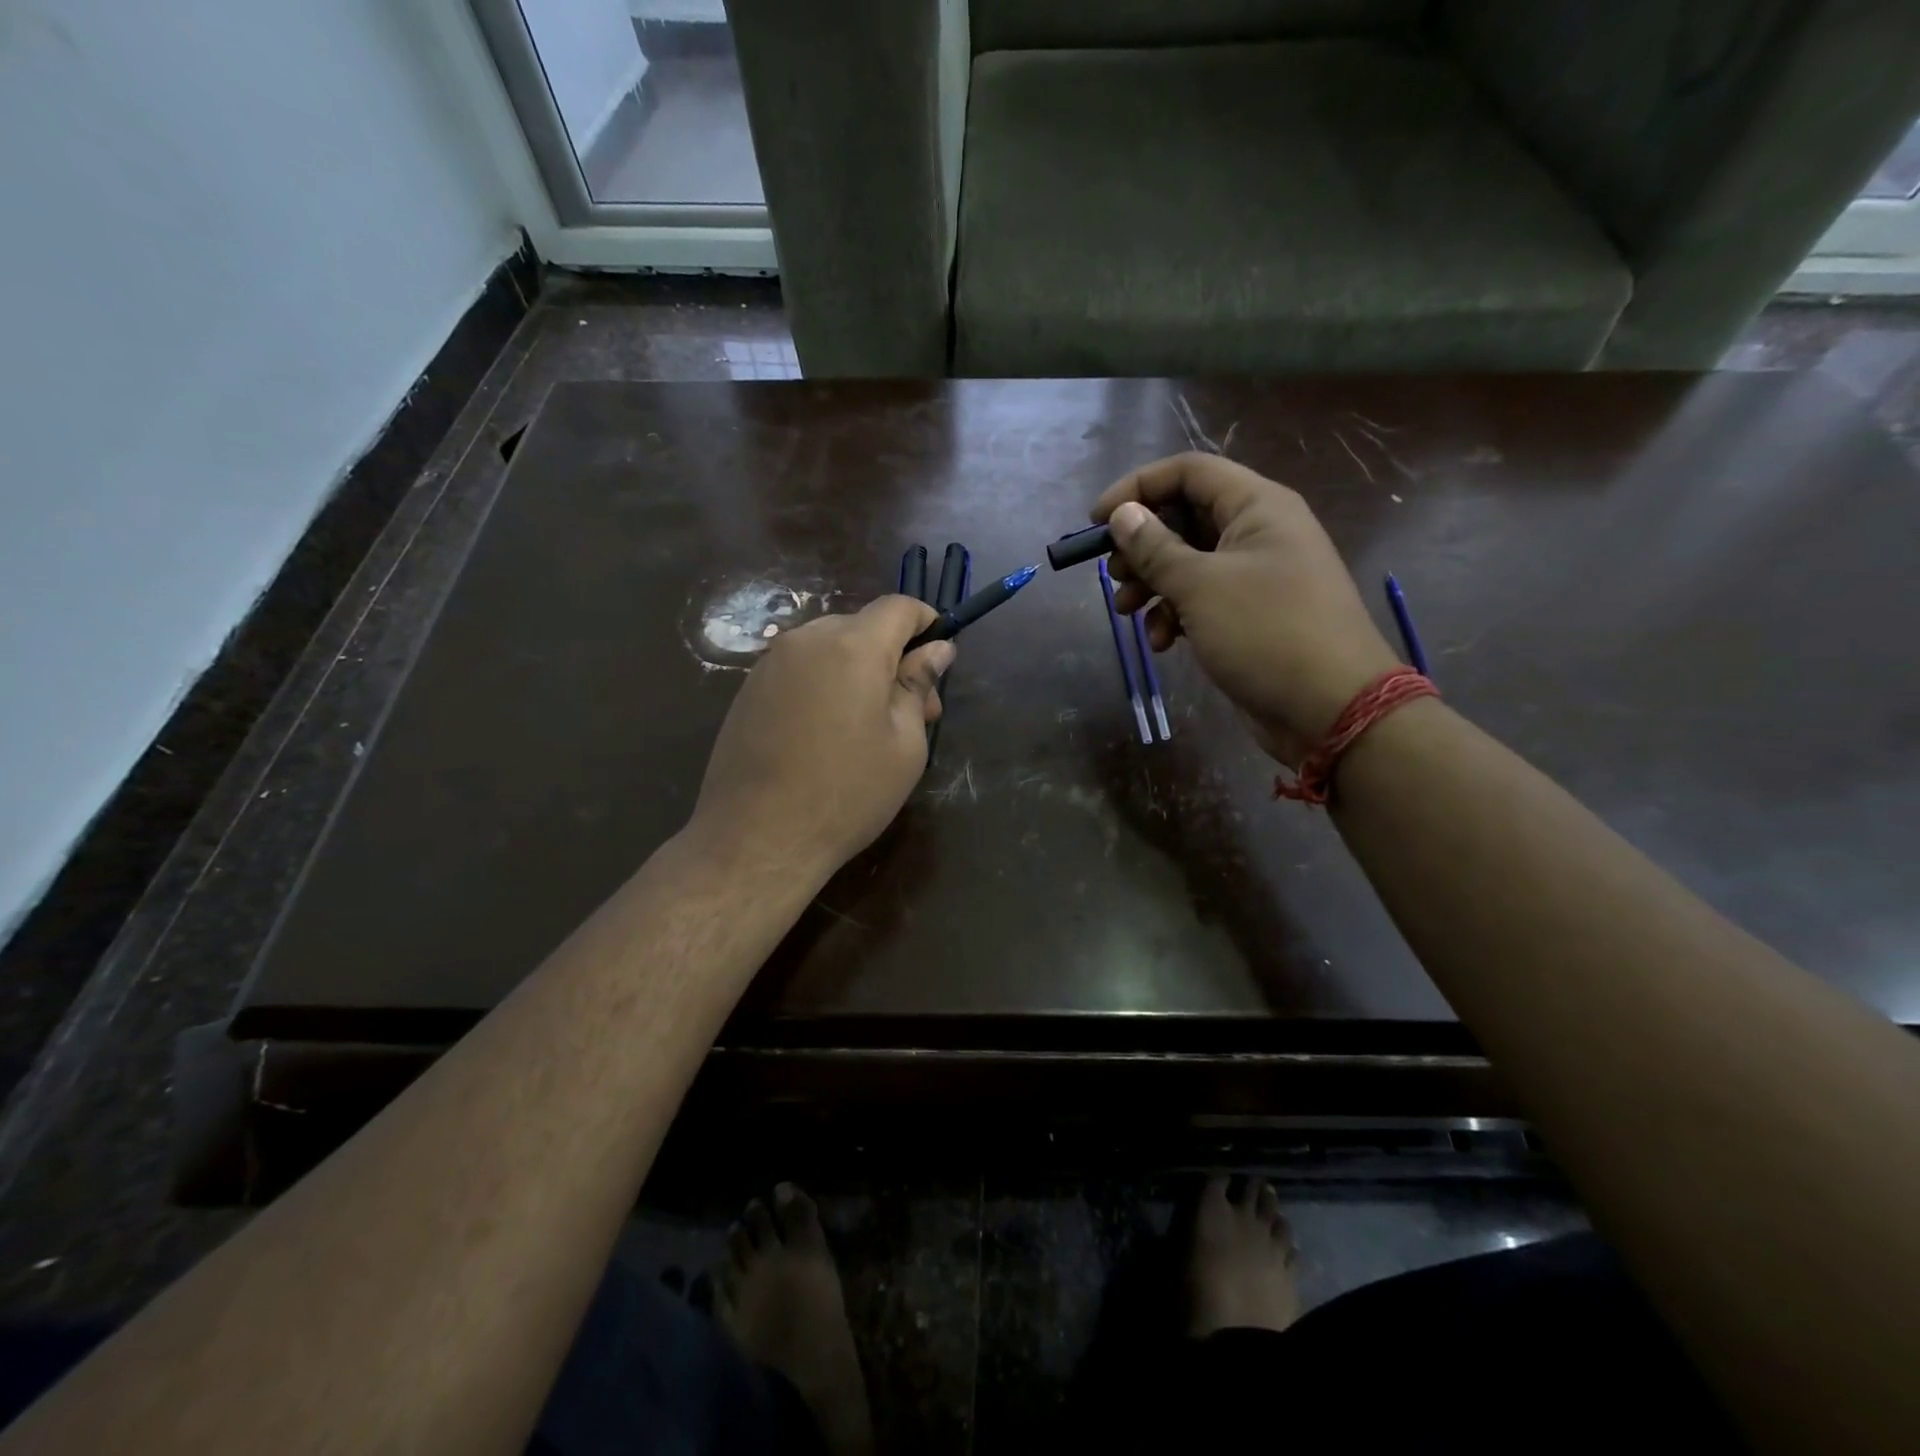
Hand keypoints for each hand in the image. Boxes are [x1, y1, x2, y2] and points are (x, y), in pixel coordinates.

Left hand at [689, 595, 953, 877]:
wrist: (756, 838)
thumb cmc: (847, 793)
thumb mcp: (904, 744)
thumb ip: (918, 685)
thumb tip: (938, 649)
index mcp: (852, 646)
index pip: (899, 607)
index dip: (927, 624)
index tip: (939, 660)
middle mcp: (807, 640)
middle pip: (863, 627)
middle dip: (894, 658)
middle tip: (914, 713)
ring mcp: (770, 663)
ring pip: (830, 648)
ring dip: (859, 672)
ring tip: (870, 727)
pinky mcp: (749, 689)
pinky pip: (801, 669)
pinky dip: (826, 685)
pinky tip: (828, 734)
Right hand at [1093, 453, 1399, 765]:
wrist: (1331, 708)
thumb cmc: (1266, 633)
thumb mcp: (1200, 587)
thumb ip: (1155, 548)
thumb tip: (1122, 515)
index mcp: (1257, 506)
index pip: (1188, 472)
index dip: (1138, 487)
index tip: (1097, 521)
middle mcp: (1259, 531)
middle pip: (1185, 518)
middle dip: (1142, 546)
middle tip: (1113, 575)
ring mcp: (1258, 575)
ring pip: (1190, 562)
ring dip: (1152, 585)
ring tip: (1126, 612)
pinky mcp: (1252, 614)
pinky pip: (1204, 599)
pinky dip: (1176, 614)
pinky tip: (1163, 642)